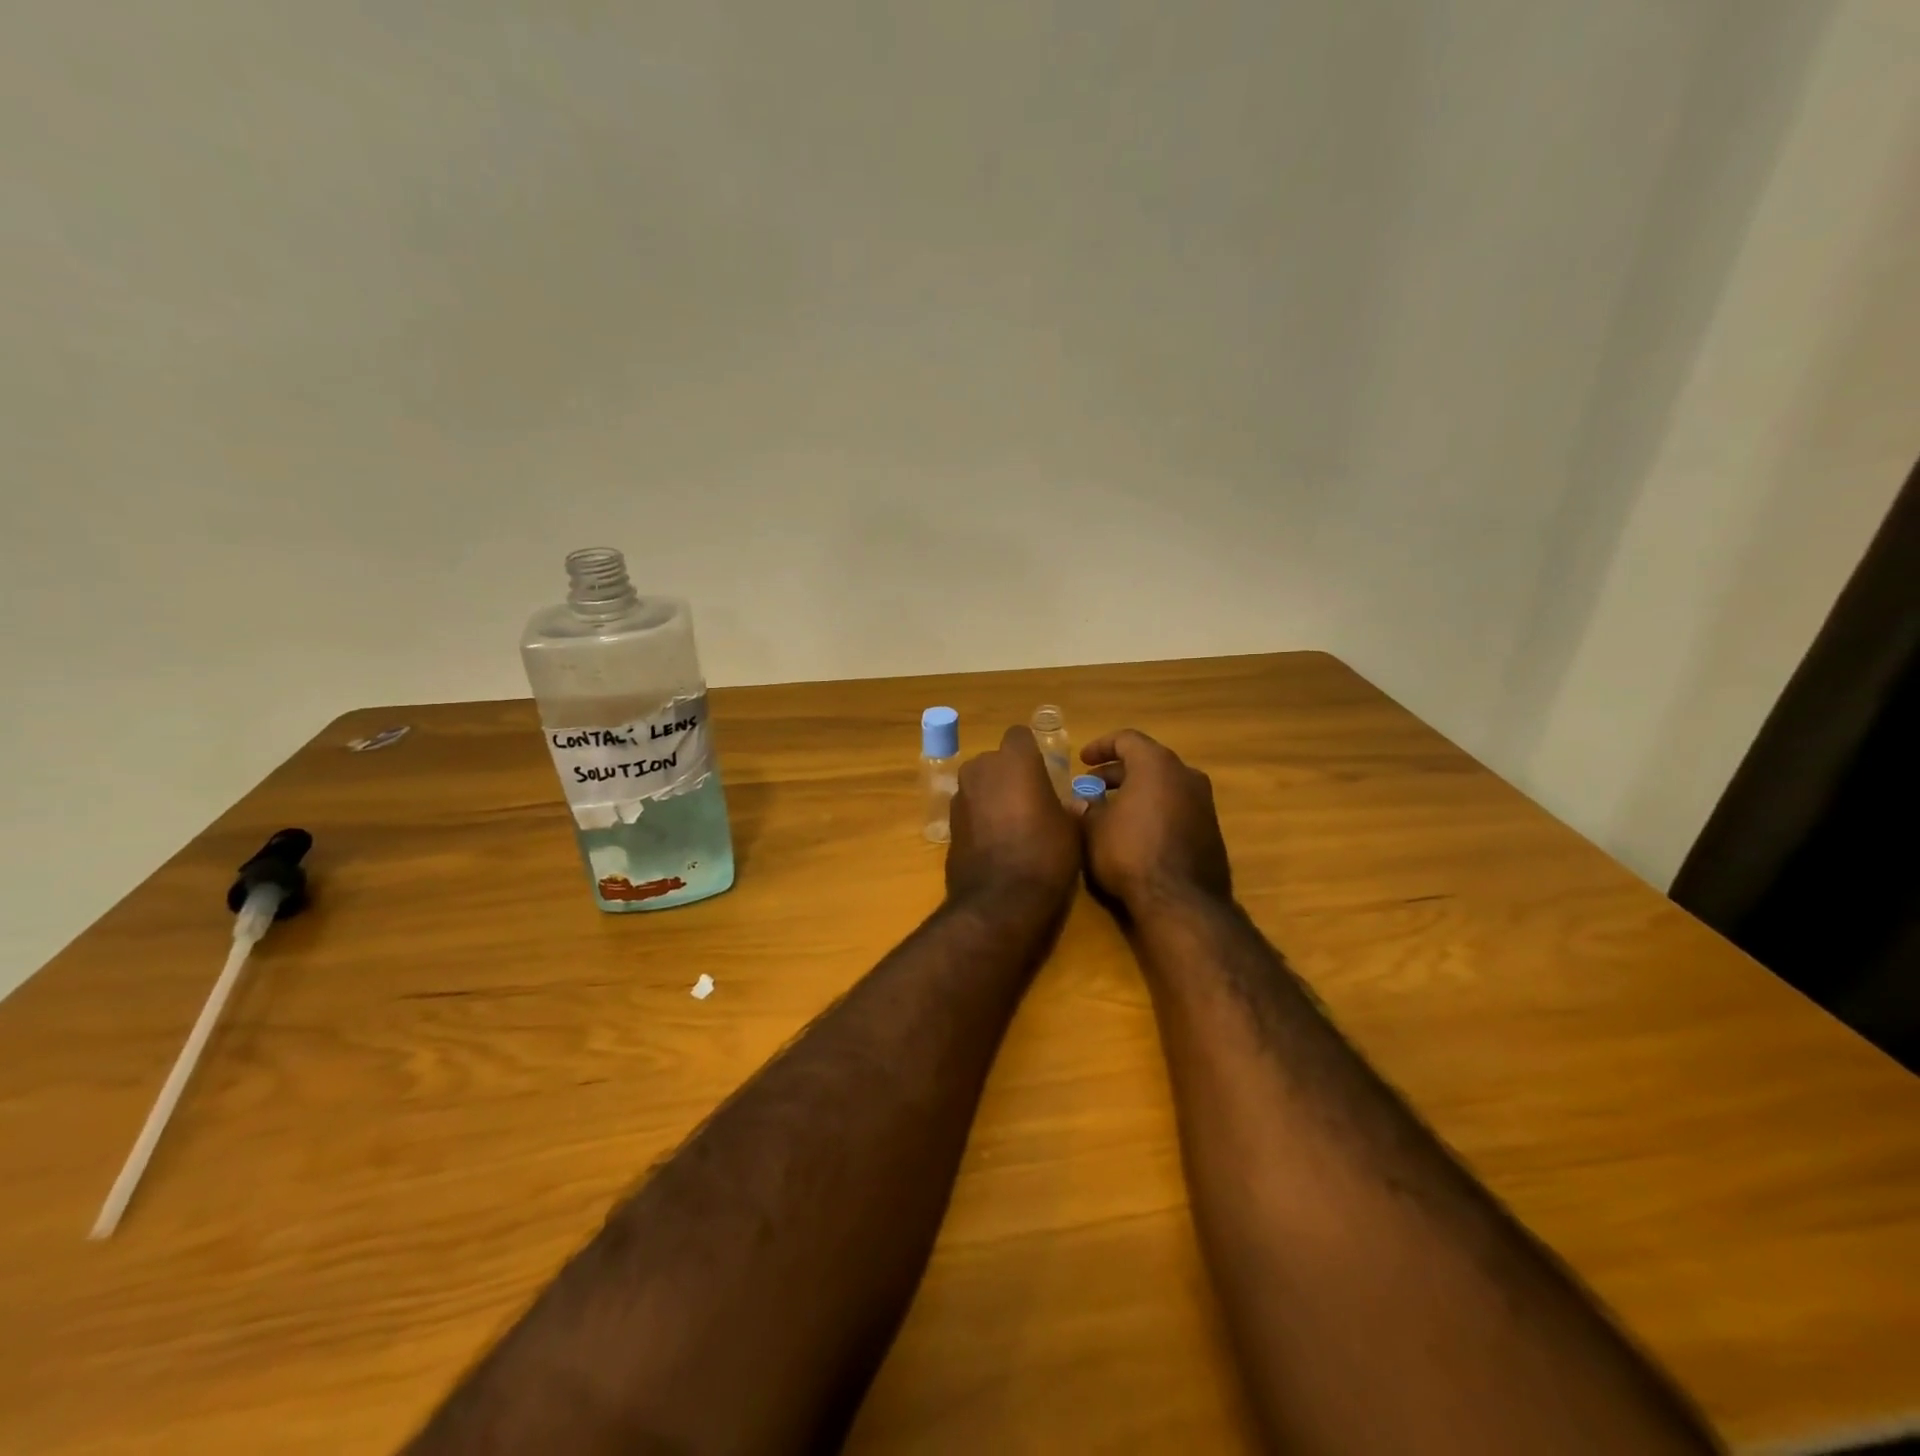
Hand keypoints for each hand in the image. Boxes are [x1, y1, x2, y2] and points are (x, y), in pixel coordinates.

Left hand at [947, 726, 1081, 913]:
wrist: (1000, 901)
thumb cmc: (1045, 855)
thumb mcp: (1070, 830)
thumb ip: (1068, 808)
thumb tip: (1073, 804)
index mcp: (1015, 760)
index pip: (1020, 736)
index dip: (1031, 751)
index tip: (1044, 772)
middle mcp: (981, 769)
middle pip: (996, 760)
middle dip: (1009, 774)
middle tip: (1030, 800)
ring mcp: (960, 796)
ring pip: (979, 784)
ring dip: (992, 795)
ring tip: (1013, 824)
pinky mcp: (948, 823)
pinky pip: (969, 809)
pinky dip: (979, 817)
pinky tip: (995, 842)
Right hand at [1079, 729, 1232, 914]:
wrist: (1180, 901)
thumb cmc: (1129, 853)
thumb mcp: (1093, 829)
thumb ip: (1085, 808)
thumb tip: (1079, 801)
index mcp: (1156, 764)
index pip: (1126, 739)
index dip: (1100, 746)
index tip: (1082, 761)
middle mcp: (1185, 775)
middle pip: (1147, 761)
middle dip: (1117, 773)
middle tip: (1091, 788)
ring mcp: (1203, 803)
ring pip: (1164, 785)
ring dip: (1136, 792)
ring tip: (1111, 811)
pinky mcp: (1210, 829)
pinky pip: (1177, 807)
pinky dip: (1155, 809)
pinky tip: (1136, 832)